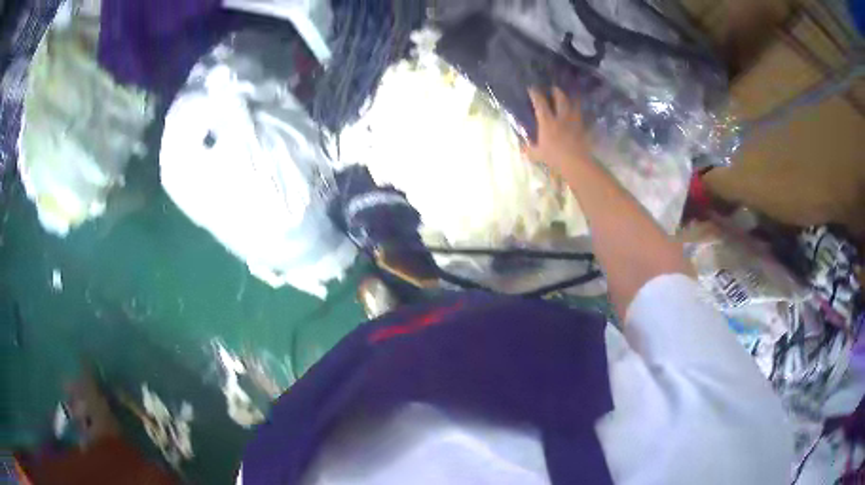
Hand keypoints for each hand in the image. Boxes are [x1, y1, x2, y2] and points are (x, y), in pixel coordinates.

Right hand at [524, 87, 589, 175]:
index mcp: (547, 121)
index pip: (540, 103)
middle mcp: (561, 117)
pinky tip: (582, 115)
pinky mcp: (583, 129)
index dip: (535, 94)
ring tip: (571, 97)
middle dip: (557, 92)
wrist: (575, 163)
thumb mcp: (537, 154)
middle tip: (554, 89)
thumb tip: (521, 148)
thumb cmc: (554, 157)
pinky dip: (583, 115)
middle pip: (560, 99)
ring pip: (574, 106)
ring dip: (572, 100)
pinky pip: (584, 119)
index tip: (532, 88)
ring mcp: (574, 122)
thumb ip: (529, 150)